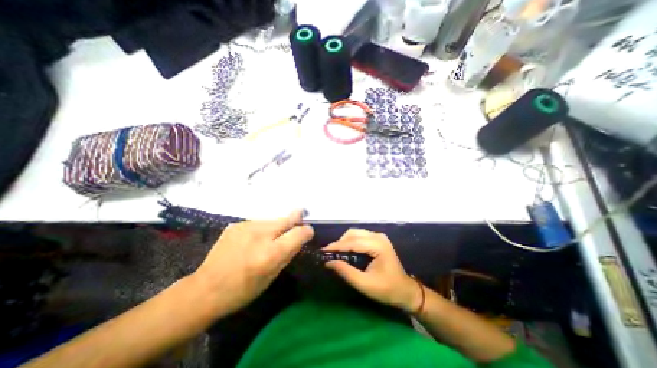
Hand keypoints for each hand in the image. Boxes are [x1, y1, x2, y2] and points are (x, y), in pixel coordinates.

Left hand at [193, 212, 311, 314]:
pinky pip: (258, 223)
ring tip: (270, 236)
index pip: (298, 233)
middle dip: (295, 218)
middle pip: (286, 219)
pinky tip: (253, 239)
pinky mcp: (236, 224)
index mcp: (271, 253)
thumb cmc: (243, 290)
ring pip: (272, 220)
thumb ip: (289, 253)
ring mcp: (246, 226)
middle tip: (301, 214)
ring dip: (276, 226)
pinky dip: (262, 229)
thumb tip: (301, 237)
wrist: (205, 289)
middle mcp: (260, 235)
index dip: (306, 231)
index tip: (308, 232)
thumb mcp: (272, 276)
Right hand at [322, 229, 420, 311]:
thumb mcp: (365, 284)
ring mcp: (379, 237)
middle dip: (340, 242)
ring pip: (355, 233)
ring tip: (335, 252)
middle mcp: (378, 237)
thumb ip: (346, 272)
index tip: (323, 251)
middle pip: (353, 233)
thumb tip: (329, 262)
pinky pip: (360, 236)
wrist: (406, 291)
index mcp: (378, 245)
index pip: (353, 242)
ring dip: (344, 241)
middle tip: (329, 254)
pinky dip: (350, 242)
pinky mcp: (378, 240)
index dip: (337, 246)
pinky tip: (345, 250)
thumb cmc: (387, 289)